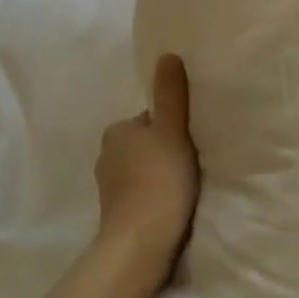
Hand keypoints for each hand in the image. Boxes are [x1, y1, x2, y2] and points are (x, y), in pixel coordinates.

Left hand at [95, 54, 198, 274]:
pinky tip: (172, 207)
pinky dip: (154, 196)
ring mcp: (108, 187)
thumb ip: (171, 95)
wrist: (140, 242)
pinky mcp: (115, 213)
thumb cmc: (159, 179)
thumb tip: (167, 55)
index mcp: (117, 131)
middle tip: (192, 166)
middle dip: (165, 152)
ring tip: (184, 189)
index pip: (151, 119)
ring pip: (143, 170)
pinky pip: (140, 194)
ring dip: (160, 175)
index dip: (174, 128)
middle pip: (146, 144)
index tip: (192, 143)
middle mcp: (106, 155)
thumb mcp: (172, 131)